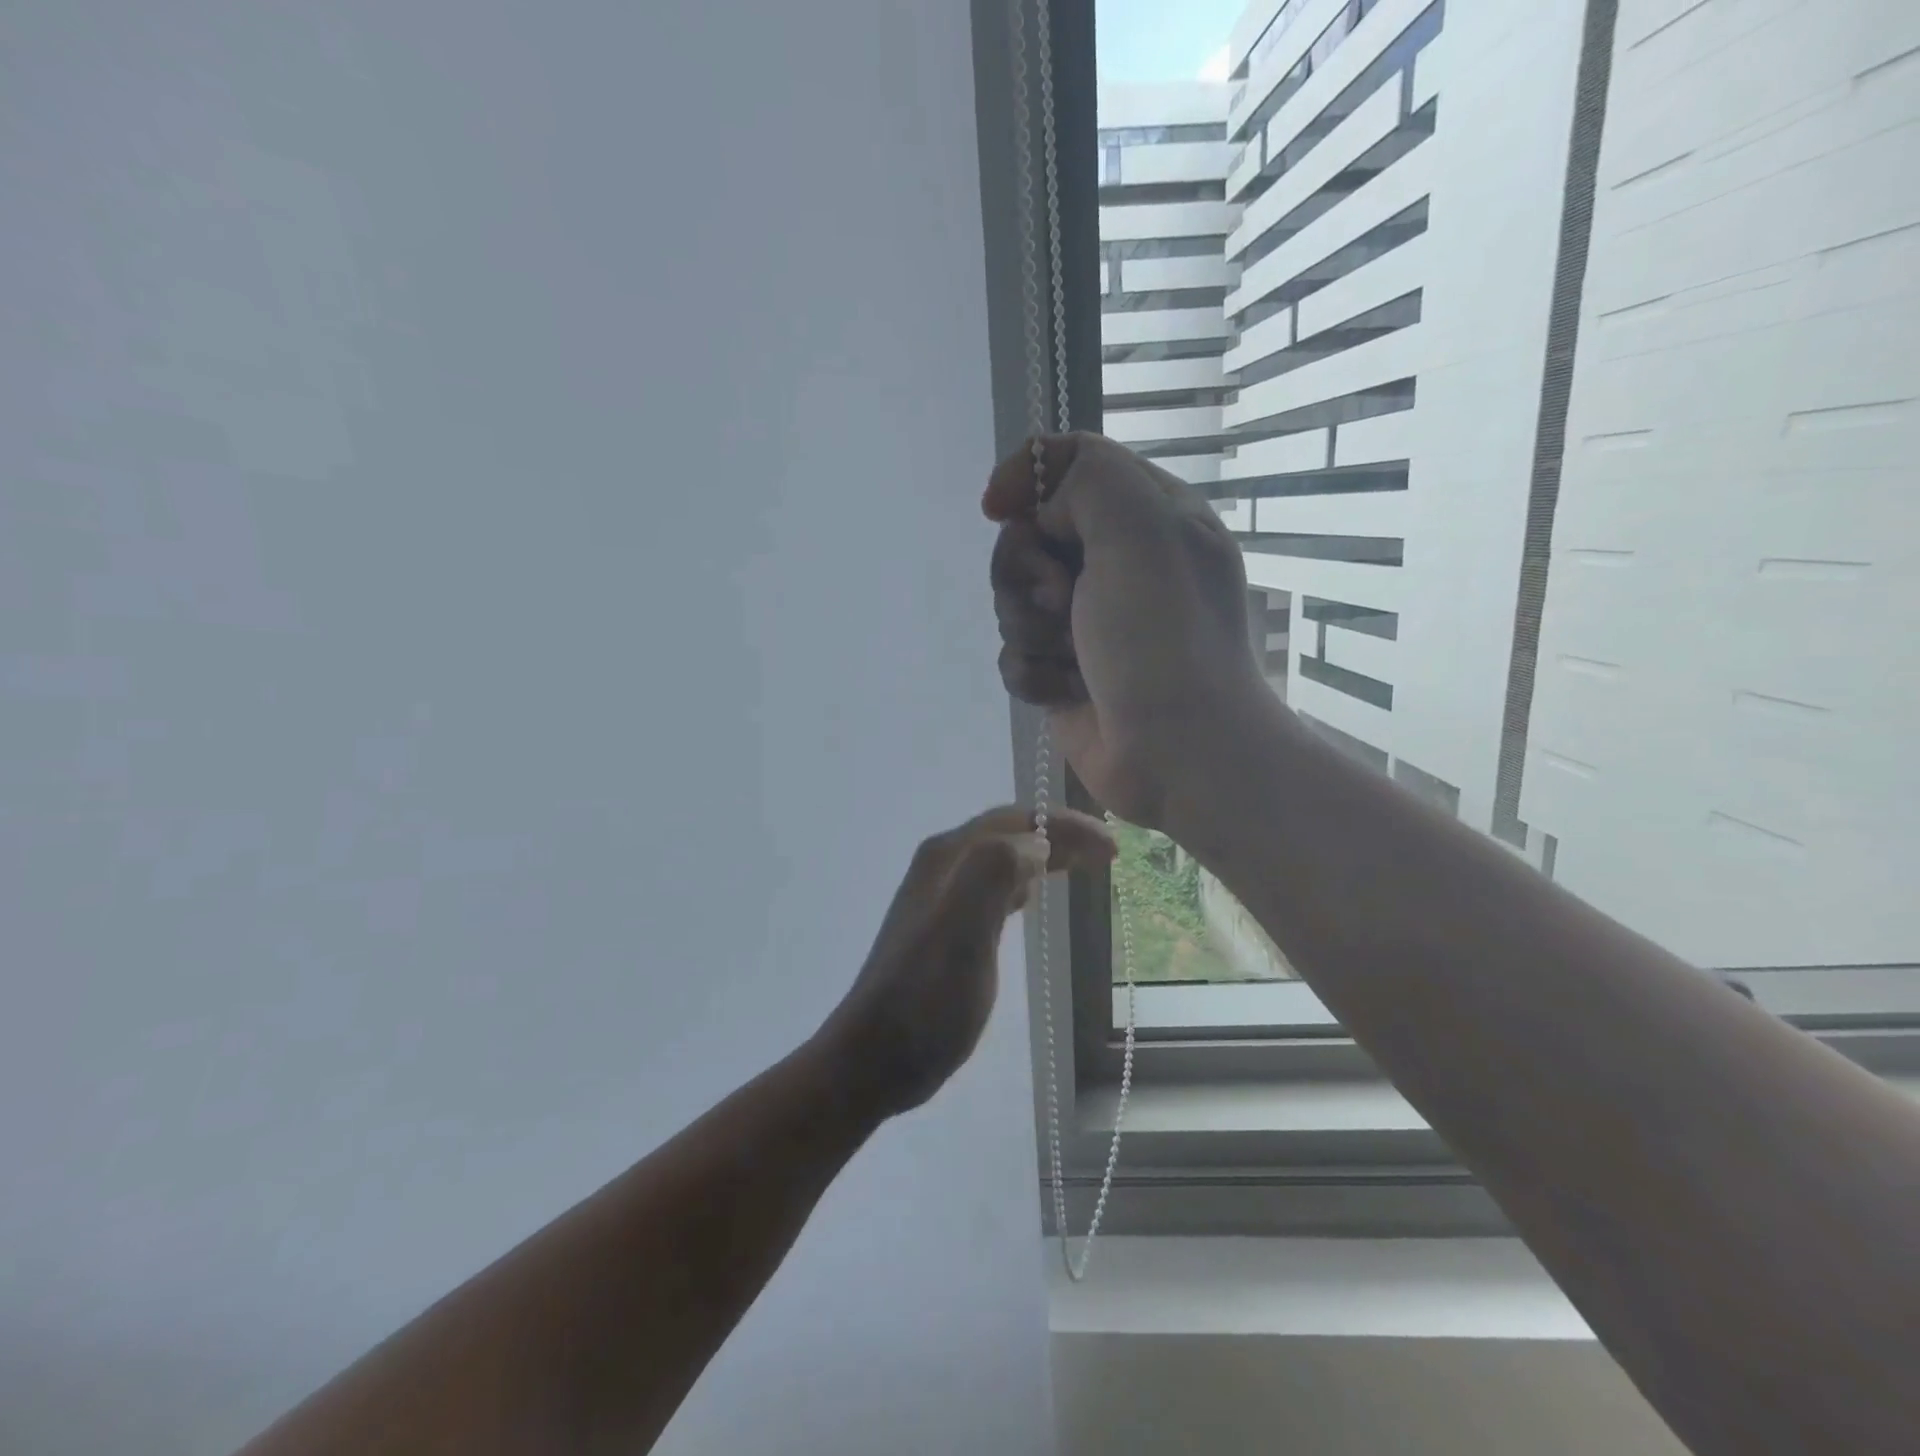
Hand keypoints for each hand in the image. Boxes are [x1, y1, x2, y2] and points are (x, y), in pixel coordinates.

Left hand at [815, 805, 1115, 1120]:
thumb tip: (1036, 843)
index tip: (1110, 845)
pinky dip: (1024, 882)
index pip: (1015, 821)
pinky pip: (994, 888)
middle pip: (1010, 834)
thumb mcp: (962, 931)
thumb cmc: (926, 997)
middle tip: (1108, 853)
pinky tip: (1036, 895)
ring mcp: (942, 897)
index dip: (1065, 825)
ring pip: (1003, 859)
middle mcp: (943, 866)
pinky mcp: (947, 927)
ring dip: (1044, 855)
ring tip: (1084, 865)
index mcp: (948, 856)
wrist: (877, 1055)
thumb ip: (995, 873)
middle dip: (1059, 835)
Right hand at [984, 432, 1272, 829]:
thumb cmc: (1164, 635)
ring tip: (1071, 656)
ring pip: (1013, 601)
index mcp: (1145, 516)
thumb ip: (1087, 479)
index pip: (1070, 464)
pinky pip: (1016, 655)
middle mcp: (1115, 564)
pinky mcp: (1064, 673)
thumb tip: (1040, 509)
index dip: (1026, 477)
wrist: (1180, 752)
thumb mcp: (1140, 528)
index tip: (997, 507)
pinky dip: (1032, 673)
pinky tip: (1062, 691)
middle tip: (1063, 600)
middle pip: (1027, 537)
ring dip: (1031, 629)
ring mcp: (1087, 623)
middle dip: (1028, 571)